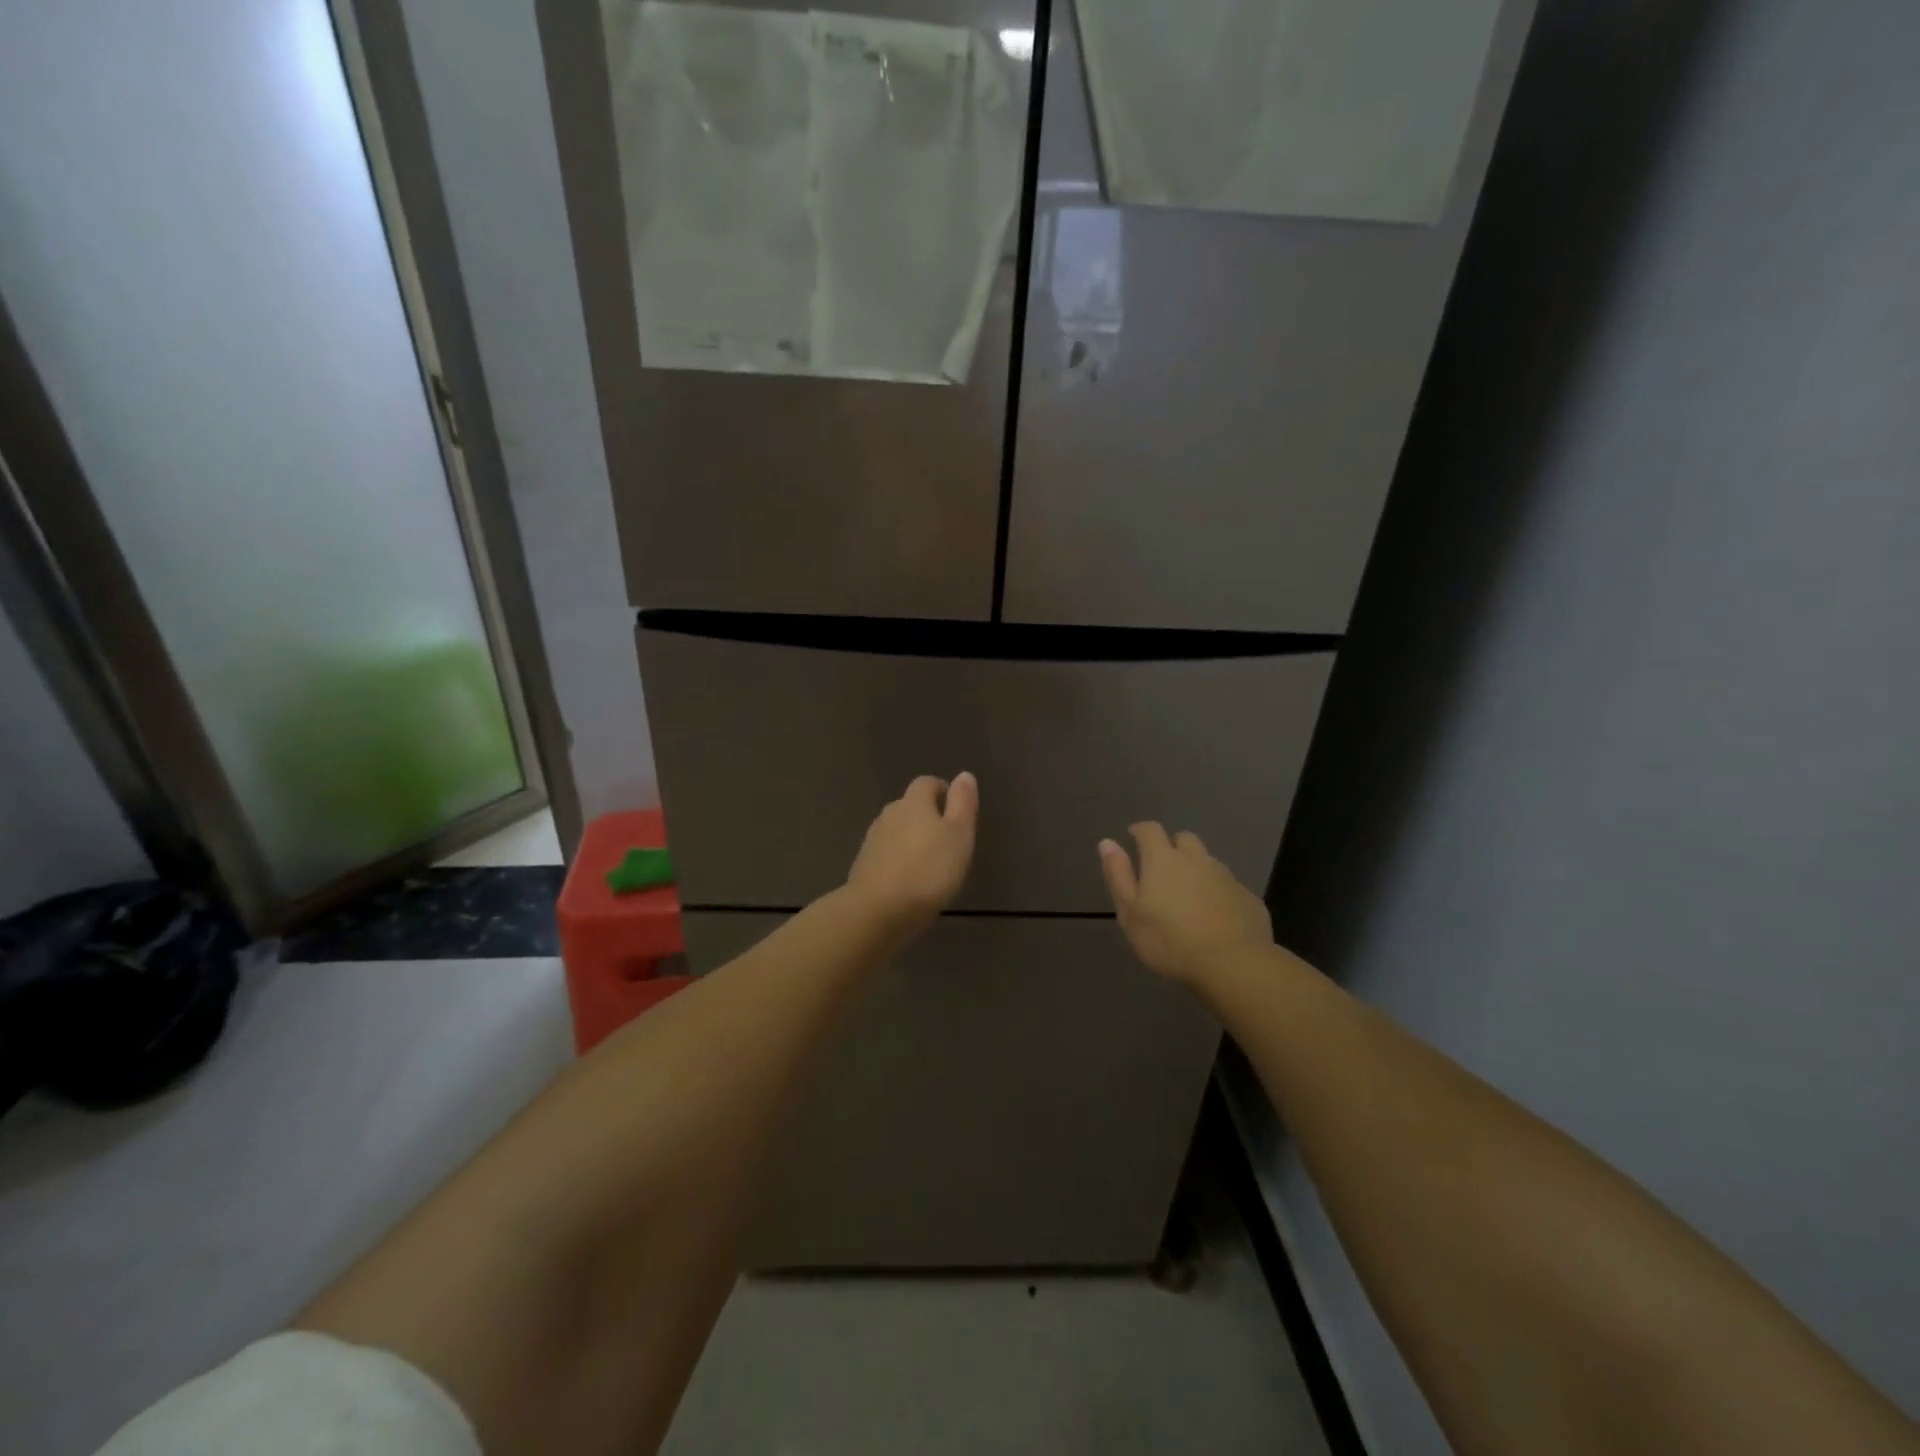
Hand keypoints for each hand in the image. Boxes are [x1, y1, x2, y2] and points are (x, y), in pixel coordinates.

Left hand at [846, 773, 978, 934]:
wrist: (878, 910)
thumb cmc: (928, 870)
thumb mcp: (958, 835)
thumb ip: (962, 803)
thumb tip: (964, 774)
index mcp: (914, 803)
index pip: (926, 783)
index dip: (942, 791)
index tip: (956, 809)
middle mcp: (890, 814)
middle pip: (909, 806)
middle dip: (927, 816)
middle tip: (947, 838)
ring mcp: (873, 840)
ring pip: (896, 830)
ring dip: (912, 839)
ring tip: (930, 861)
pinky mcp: (864, 866)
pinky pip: (886, 854)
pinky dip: (899, 860)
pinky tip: (909, 880)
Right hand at [1099, 823, 1272, 986]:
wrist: (1233, 965)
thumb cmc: (1169, 941)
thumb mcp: (1130, 912)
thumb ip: (1118, 875)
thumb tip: (1107, 842)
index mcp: (1163, 860)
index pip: (1150, 830)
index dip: (1140, 831)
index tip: (1133, 838)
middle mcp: (1196, 859)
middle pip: (1184, 839)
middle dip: (1172, 846)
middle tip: (1163, 870)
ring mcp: (1226, 877)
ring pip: (1208, 862)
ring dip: (1196, 870)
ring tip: (1189, 897)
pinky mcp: (1248, 897)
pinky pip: (1228, 886)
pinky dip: (1218, 893)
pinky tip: (1215, 918)